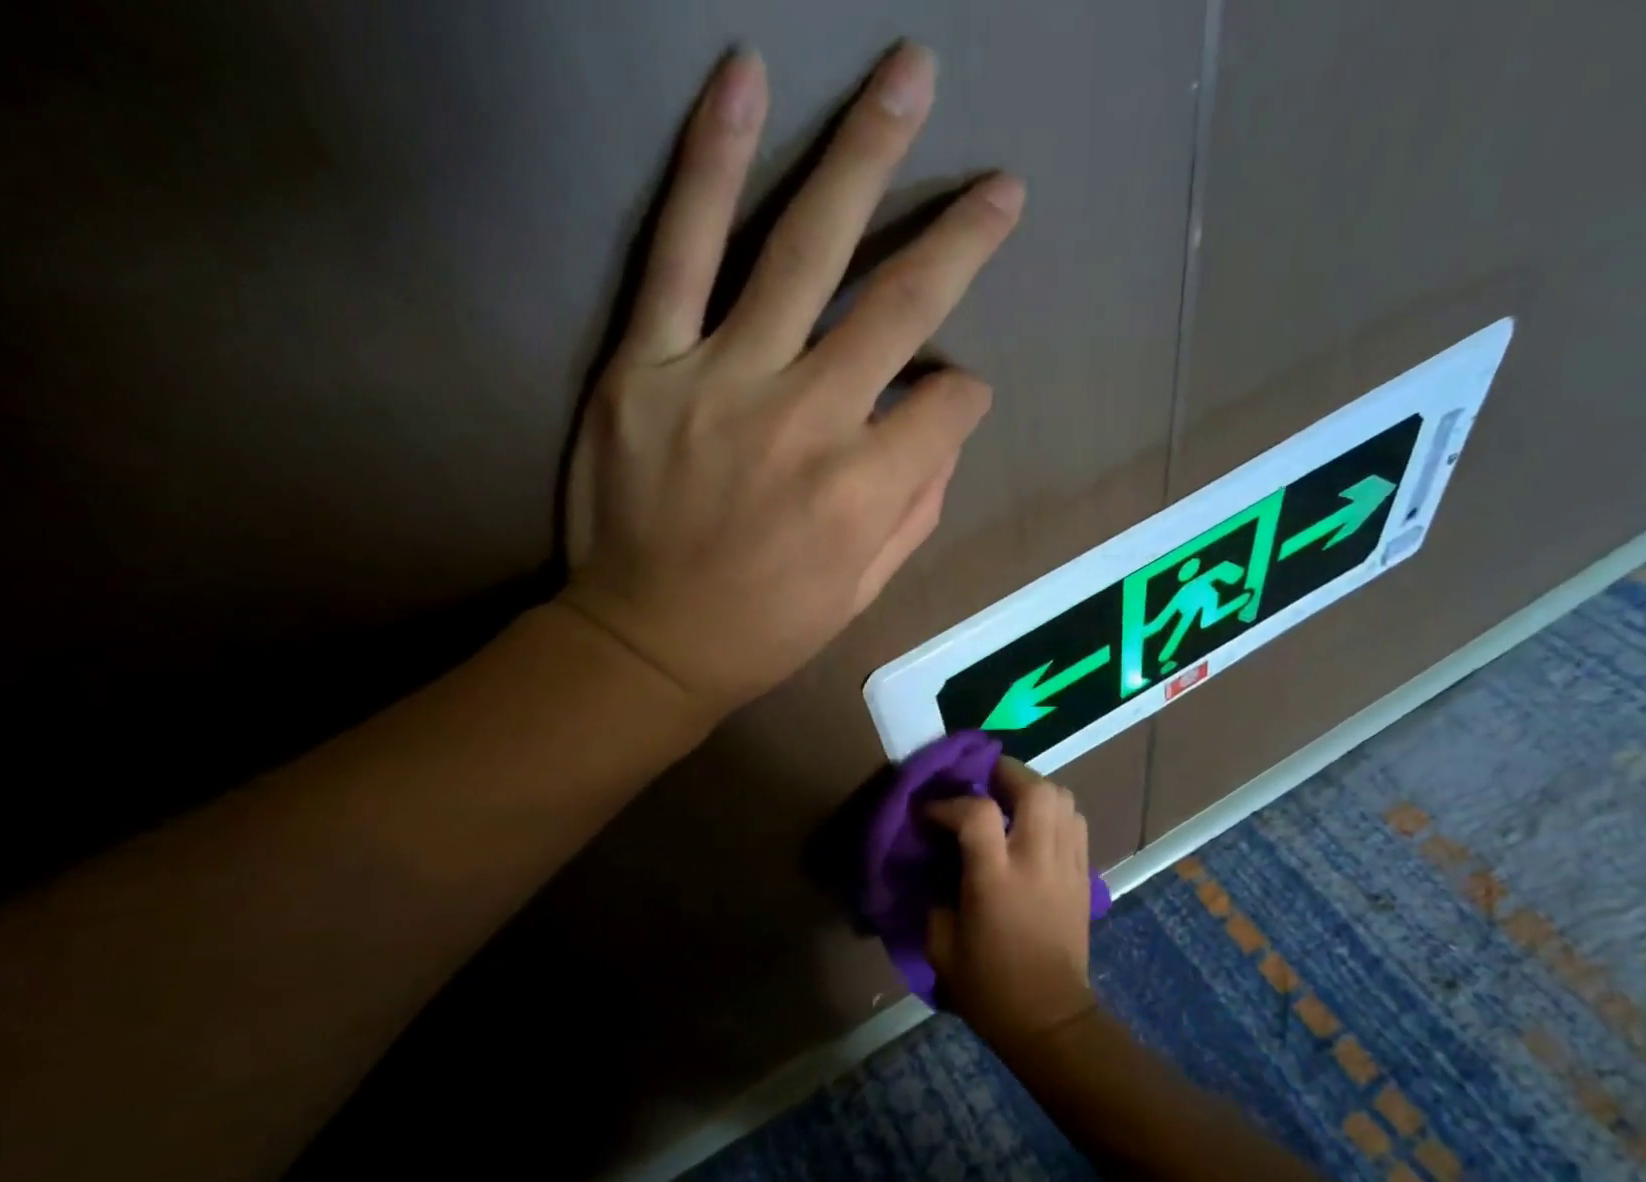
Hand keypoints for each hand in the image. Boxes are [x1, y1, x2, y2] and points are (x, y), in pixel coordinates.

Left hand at [559, 44, 1024, 715]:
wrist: (646, 642)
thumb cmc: (765, 628)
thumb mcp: (864, 593)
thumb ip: (916, 508)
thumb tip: (945, 427)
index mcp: (864, 492)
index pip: (948, 406)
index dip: (963, 397)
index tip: (953, 398)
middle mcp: (807, 421)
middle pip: (899, 306)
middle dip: (960, 239)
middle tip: (999, 184)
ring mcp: (722, 380)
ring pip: (802, 249)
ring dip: (862, 155)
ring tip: (907, 74)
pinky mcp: (646, 362)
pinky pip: (679, 249)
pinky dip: (712, 163)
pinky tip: (745, 82)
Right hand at [925, 758, 1096, 1052]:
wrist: (1050, 1018)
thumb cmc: (989, 987)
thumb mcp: (941, 945)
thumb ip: (935, 896)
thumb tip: (937, 865)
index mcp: (996, 878)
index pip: (977, 813)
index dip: (949, 803)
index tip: (930, 813)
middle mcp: (1037, 861)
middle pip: (1035, 789)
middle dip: (1006, 774)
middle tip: (982, 781)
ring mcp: (1067, 865)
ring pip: (1063, 799)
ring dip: (1034, 788)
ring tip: (1010, 799)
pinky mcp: (1084, 875)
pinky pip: (1076, 823)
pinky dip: (1055, 812)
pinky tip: (1035, 826)